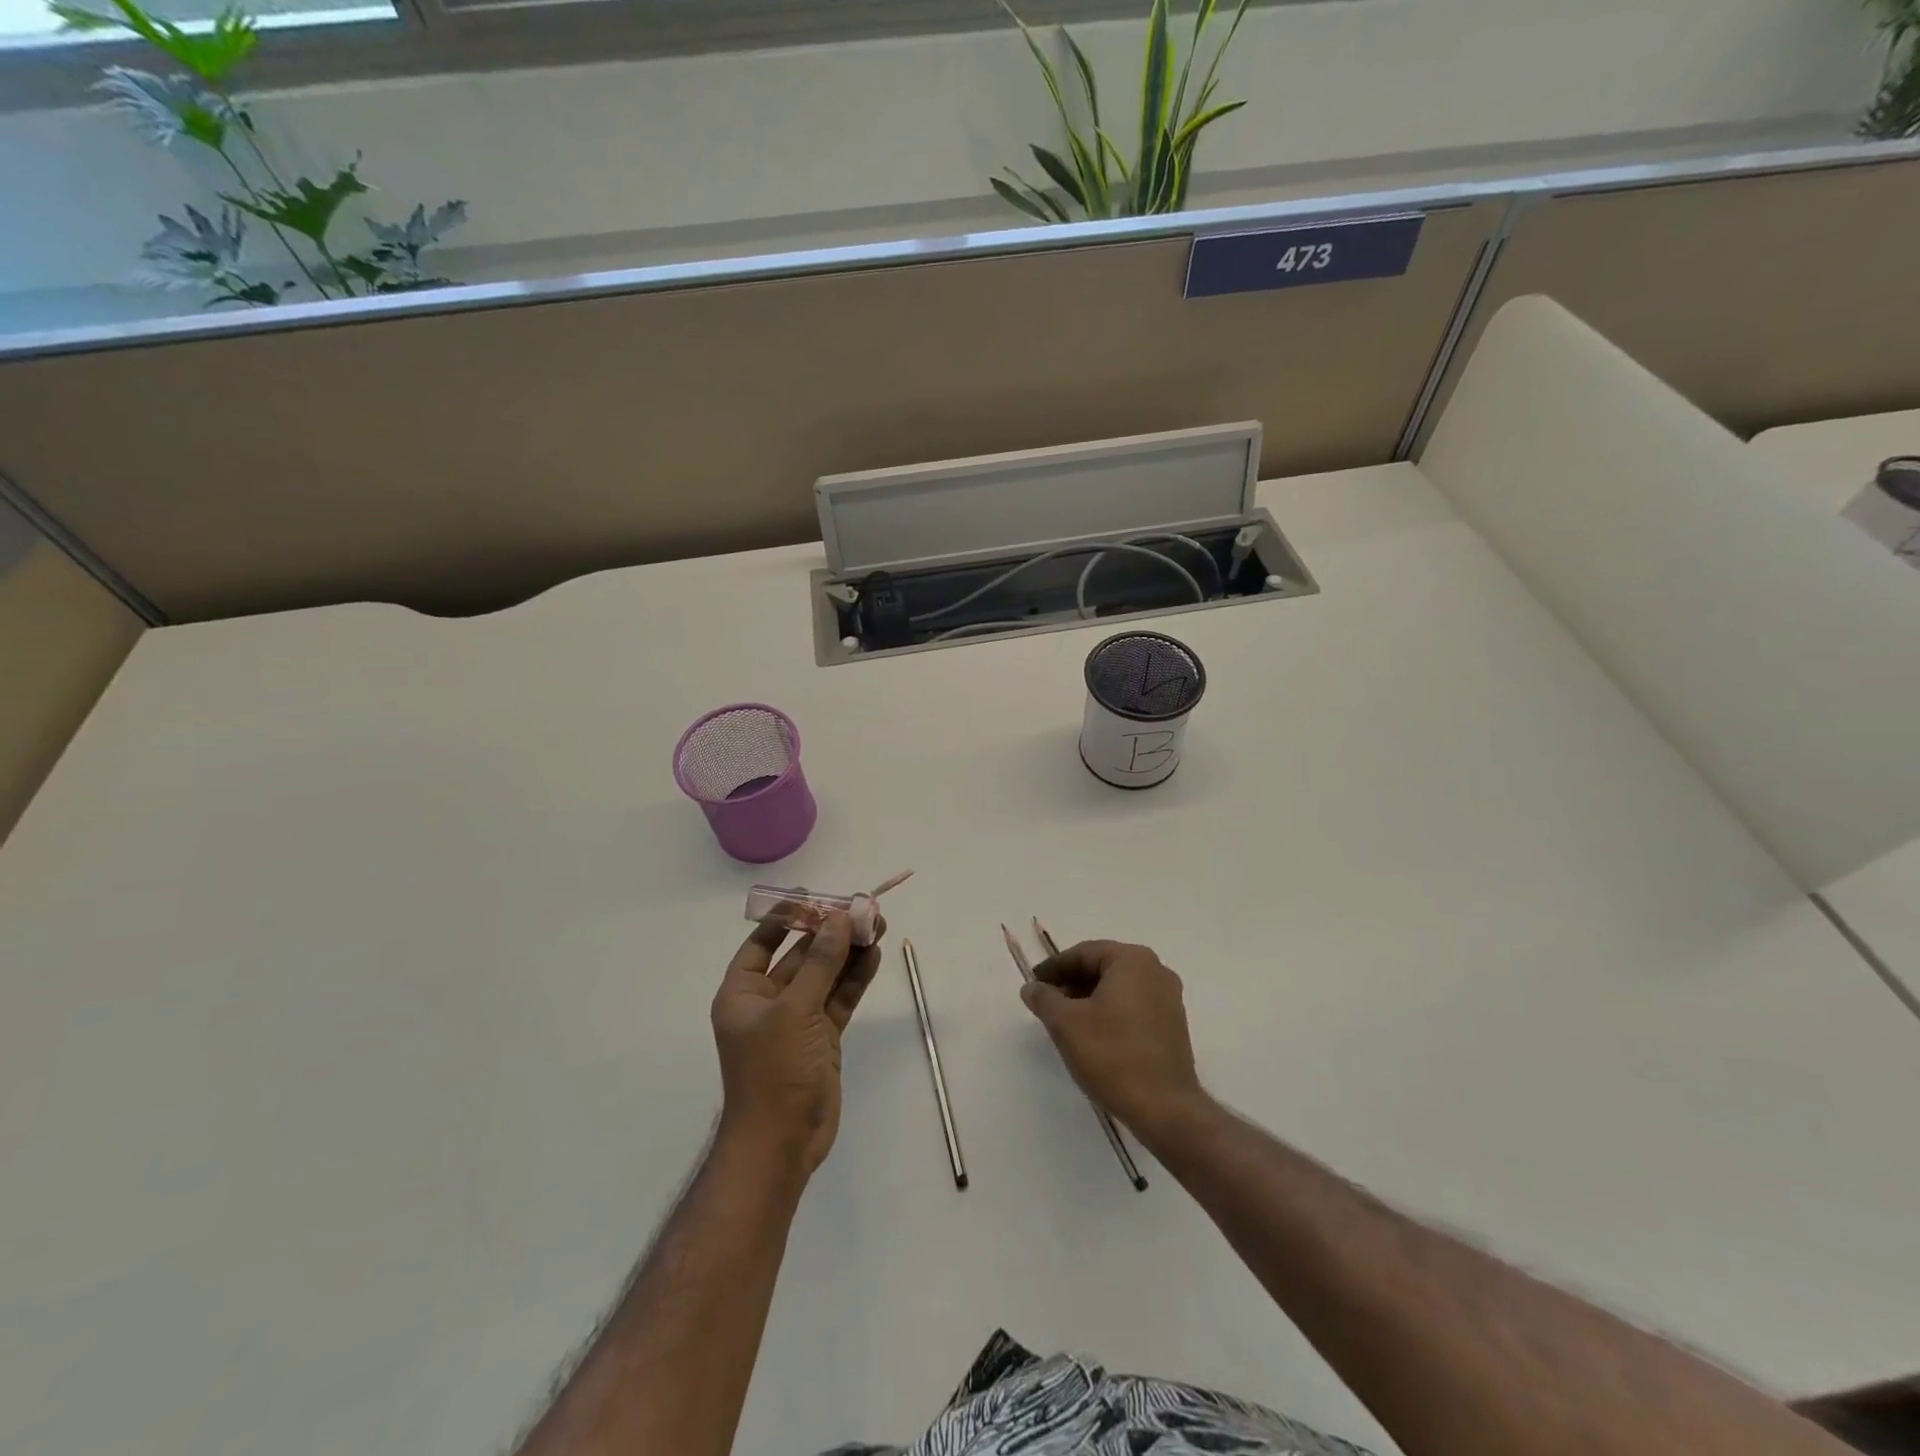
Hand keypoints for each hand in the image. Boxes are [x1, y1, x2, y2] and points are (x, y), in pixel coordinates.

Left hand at [711, 910, 884, 1173]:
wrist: (783, 1144)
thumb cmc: (774, 1070)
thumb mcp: (795, 1010)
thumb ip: (820, 963)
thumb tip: (838, 919)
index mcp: (743, 993)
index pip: (761, 944)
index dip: (785, 918)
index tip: (812, 896)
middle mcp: (768, 1002)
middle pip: (801, 956)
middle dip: (829, 932)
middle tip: (861, 908)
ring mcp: (798, 1021)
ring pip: (825, 975)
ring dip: (848, 951)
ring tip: (877, 923)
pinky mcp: (823, 1038)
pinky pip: (840, 998)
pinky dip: (855, 977)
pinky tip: (874, 954)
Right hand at [1021, 939, 1207, 1137]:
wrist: (1164, 1109)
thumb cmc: (1112, 1055)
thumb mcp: (1066, 1023)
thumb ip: (1044, 998)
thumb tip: (1032, 987)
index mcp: (1133, 960)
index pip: (1084, 953)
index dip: (1054, 968)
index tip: (1033, 984)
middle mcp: (1156, 971)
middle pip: (1103, 967)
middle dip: (1071, 982)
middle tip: (1046, 1002)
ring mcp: (1169, 999)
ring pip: (1118, 988)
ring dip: (1089, 998)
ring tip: (1064, 1021)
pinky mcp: (1172, 1026)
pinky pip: (1133, 1006)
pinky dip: (1109, 1012)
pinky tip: (1092, 1035)